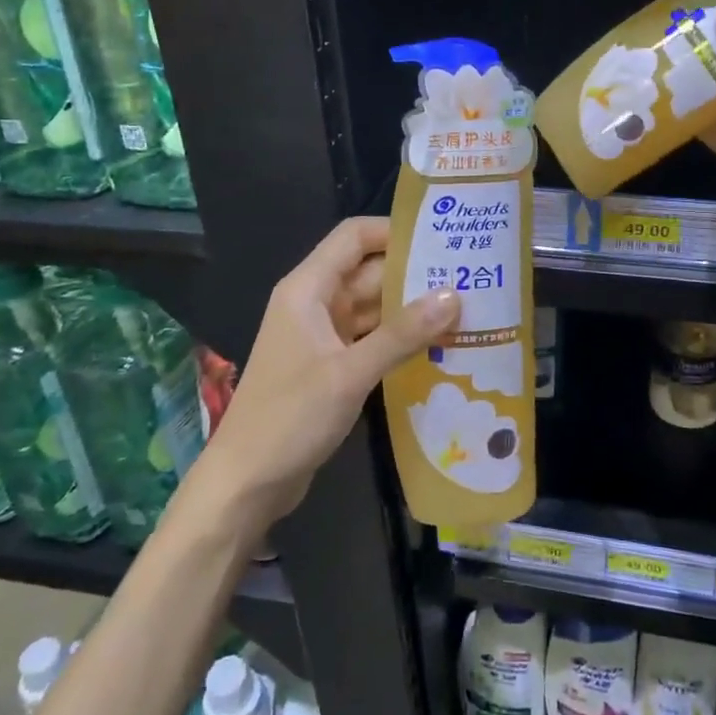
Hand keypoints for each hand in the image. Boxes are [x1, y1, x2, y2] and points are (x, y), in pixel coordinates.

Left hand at [191, 216, 458, 530]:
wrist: (246, 483)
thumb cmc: (290, 418)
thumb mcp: (350, 373)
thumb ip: (402, 334)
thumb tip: (453, 295)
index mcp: (307, 289)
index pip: (354, 237)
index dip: (394, 231)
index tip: (442, 239)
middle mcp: (314, 303)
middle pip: (368, 271)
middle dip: (414, 274)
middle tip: (469, 277)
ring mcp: (322, 336)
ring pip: (372, 307)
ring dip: (411, 309)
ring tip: (464, 309)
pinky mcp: (330, 365)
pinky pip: (370, 338)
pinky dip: (399, 339)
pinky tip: (438, 345)